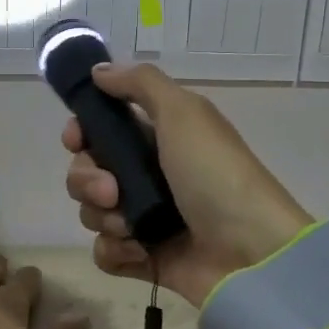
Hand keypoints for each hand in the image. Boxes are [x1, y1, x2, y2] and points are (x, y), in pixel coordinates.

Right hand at [62, 63, 313, 307]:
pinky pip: (105, 252)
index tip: (77, 140)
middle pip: (87, 171)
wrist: (252, 252)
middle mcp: (147, 174)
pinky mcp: (145, 258)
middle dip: (88, 180)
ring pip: (91, 212)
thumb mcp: (184, 113)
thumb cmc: (215, 174)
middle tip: (112, 192)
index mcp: (158, 137)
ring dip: (103, 217)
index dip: (81, 133)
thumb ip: (140, 83)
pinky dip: (115, 251)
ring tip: (132, 226)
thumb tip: (99, 71)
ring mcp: (145, 218)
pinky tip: (137, 251)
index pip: (100, 129)